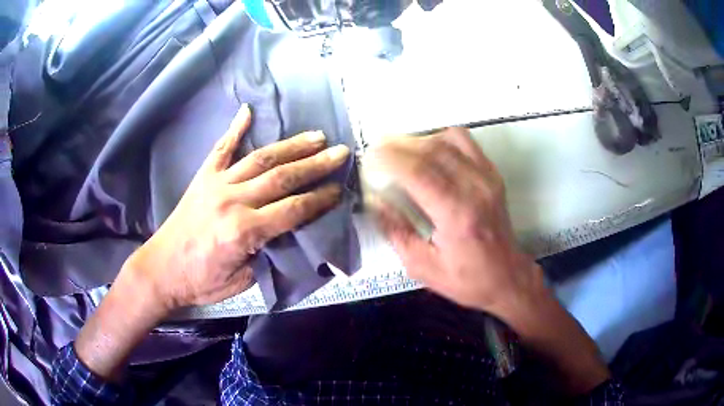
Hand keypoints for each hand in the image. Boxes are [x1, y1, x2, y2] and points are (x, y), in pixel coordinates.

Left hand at [126, 104, 349, 311]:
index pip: (293, 210)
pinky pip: (221, 148)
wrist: (162, 269)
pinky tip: (247, 111)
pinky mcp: (203, 178)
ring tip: (316, 136)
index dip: (320, 199)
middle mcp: (233, 201)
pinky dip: (235, 128)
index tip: (340, 189)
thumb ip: (266, 251)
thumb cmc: (202, 282)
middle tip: (341, 152)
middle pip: (282, 178)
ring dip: (291, 145)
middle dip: (316, 164)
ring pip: (260, 159)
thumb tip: (286, 230)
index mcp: (244, 232)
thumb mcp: (243, 280)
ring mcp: (216, 184)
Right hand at [371, 128, 610, 394]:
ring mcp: (487, 178)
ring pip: (449, 139)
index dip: (390, 159)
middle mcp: (475, 189)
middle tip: (377, 149)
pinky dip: (442, 138)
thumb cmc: (465, 279)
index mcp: (456, 215)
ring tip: (400, 149)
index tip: (369, 157)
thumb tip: (374, 201)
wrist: (507, 277)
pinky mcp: (493, 174)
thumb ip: (396, 231)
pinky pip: (466, 142)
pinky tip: (429, 149)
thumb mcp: (422, 266)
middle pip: (432, 150)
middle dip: (399, 144)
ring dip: (419, 139)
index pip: (419, 172)